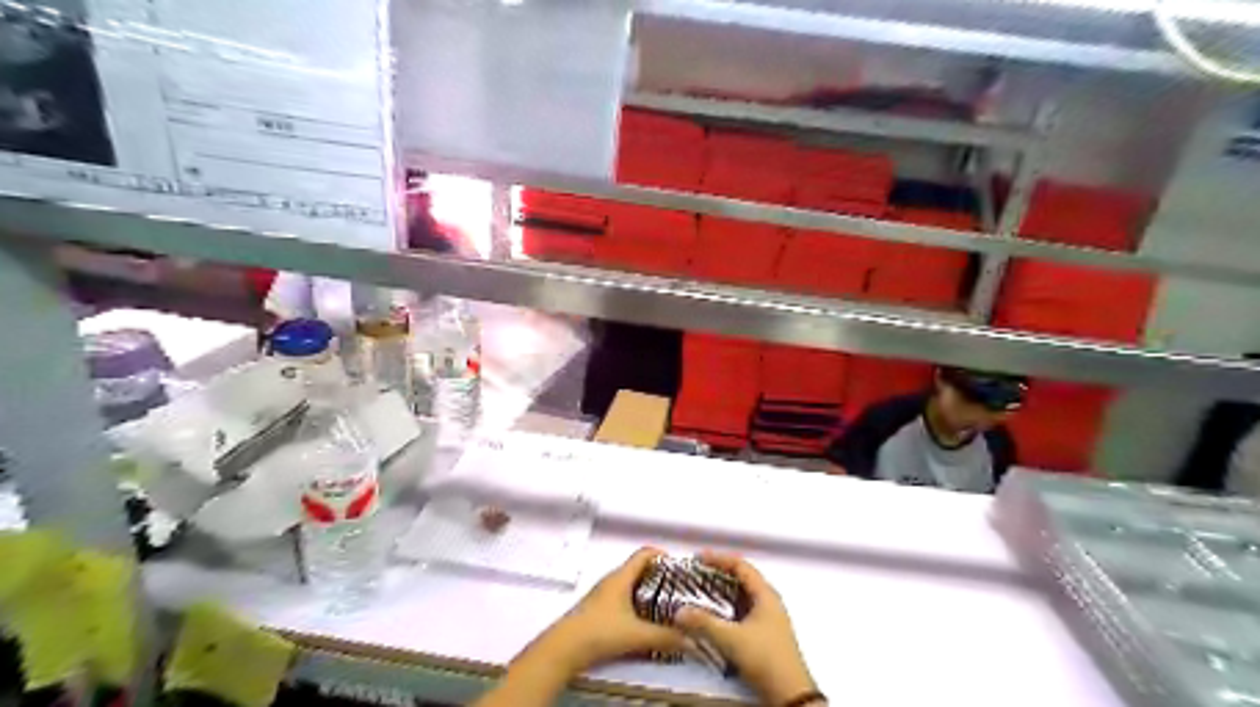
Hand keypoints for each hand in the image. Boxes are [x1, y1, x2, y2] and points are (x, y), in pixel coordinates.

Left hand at [532, 546, 688, 672]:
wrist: (563, 649)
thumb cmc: (598, 631)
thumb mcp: (637, 635)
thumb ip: (665, 637)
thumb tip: (688, 639)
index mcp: (620, 576)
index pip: (644, 553)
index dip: (662, 555)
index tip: (678, 566)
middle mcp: (611, 581)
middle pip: (639, 569)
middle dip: (659, 576)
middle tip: (677, 588)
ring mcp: (603, 595)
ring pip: (630, 585)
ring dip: (648, 592)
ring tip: (666, 606)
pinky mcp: (598, 610)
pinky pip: (623, 599)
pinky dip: (637, 604)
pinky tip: (644, 622)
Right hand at [675, 552, 823, 706]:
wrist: (789, 694)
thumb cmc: (765, 658)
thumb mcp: (731, 639)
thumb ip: (704, 623)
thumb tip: (679, 611)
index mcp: (766, 595)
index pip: (741, 566)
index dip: (720, 559)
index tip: (699, 558)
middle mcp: (769, 603)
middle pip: (743, 580)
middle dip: (720, 575)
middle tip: (698, 574)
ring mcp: (769, 620)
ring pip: (743, 598)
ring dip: (723, 594)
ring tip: (702, 594)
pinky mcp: (766, 636)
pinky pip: (743, 613)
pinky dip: (727, 610)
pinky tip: (715, 619)